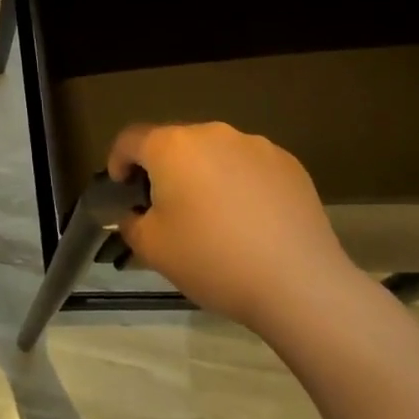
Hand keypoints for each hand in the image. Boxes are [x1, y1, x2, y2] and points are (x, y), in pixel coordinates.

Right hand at [110, 122, 357, 334]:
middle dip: (165, 170)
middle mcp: (211, 133)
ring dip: (205, 174)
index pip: (130, 139)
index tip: (122, 190)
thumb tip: (134, 213)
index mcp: (171, 146)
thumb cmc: (213, 260)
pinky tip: (252, 221)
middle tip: (168, 210)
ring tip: (215, 217)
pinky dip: (241, 183)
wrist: (300, 285)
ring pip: (215, 153)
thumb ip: (131, 223)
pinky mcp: (288, 163)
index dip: (118, 161)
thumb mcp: (153, 249)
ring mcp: (254, 145)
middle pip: (174, 143)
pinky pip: (250, 166)